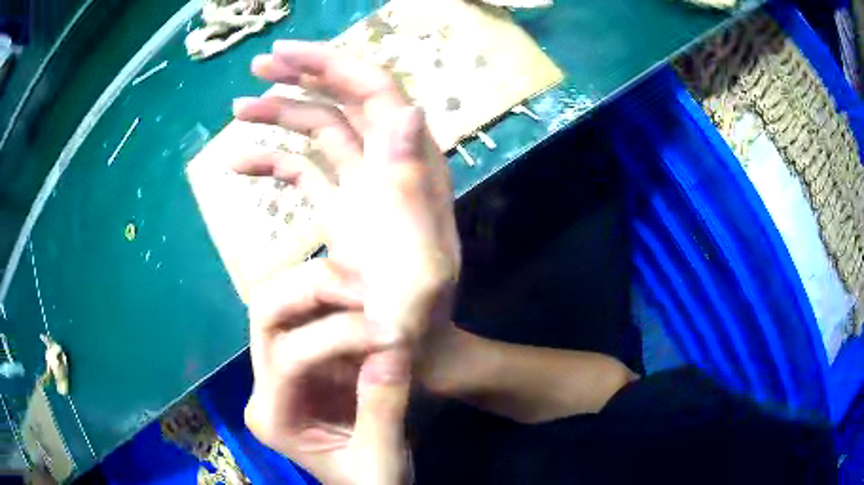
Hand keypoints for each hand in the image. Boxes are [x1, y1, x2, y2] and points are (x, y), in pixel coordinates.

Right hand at [233, 41, 459, 348]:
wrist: (405, 347)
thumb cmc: (415, 318)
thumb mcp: (420, 264)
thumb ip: (412, 189)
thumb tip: (409, 111)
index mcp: (407, 169)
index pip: (376, 92)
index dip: (334, 65)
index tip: (286, 52)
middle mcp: (385, 165)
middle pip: (346, 99)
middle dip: (303, 76)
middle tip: (258, 65)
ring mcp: (359, 185)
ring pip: (319, 129)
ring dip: (280, 113)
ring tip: (238, 109)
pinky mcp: (337, 210)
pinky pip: (302, 171)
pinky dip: (271, 161)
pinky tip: (239, 163)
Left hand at [245, 259, 410, 483]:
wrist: (366, 483)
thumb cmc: (368, 481)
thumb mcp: (381, 461)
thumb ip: (383, 410)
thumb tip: (393, 344)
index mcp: (272, 418)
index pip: (288, 357)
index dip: (338, 336)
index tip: (394, 335)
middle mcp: (263, 385)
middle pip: (265, 313)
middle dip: (314, 292)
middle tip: (369, 294)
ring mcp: (278, 364)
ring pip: (278, 298)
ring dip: (322, 284)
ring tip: (370, 293)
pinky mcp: (302, 353)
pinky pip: (305, 306)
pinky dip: (334, 291)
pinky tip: (366, 295)